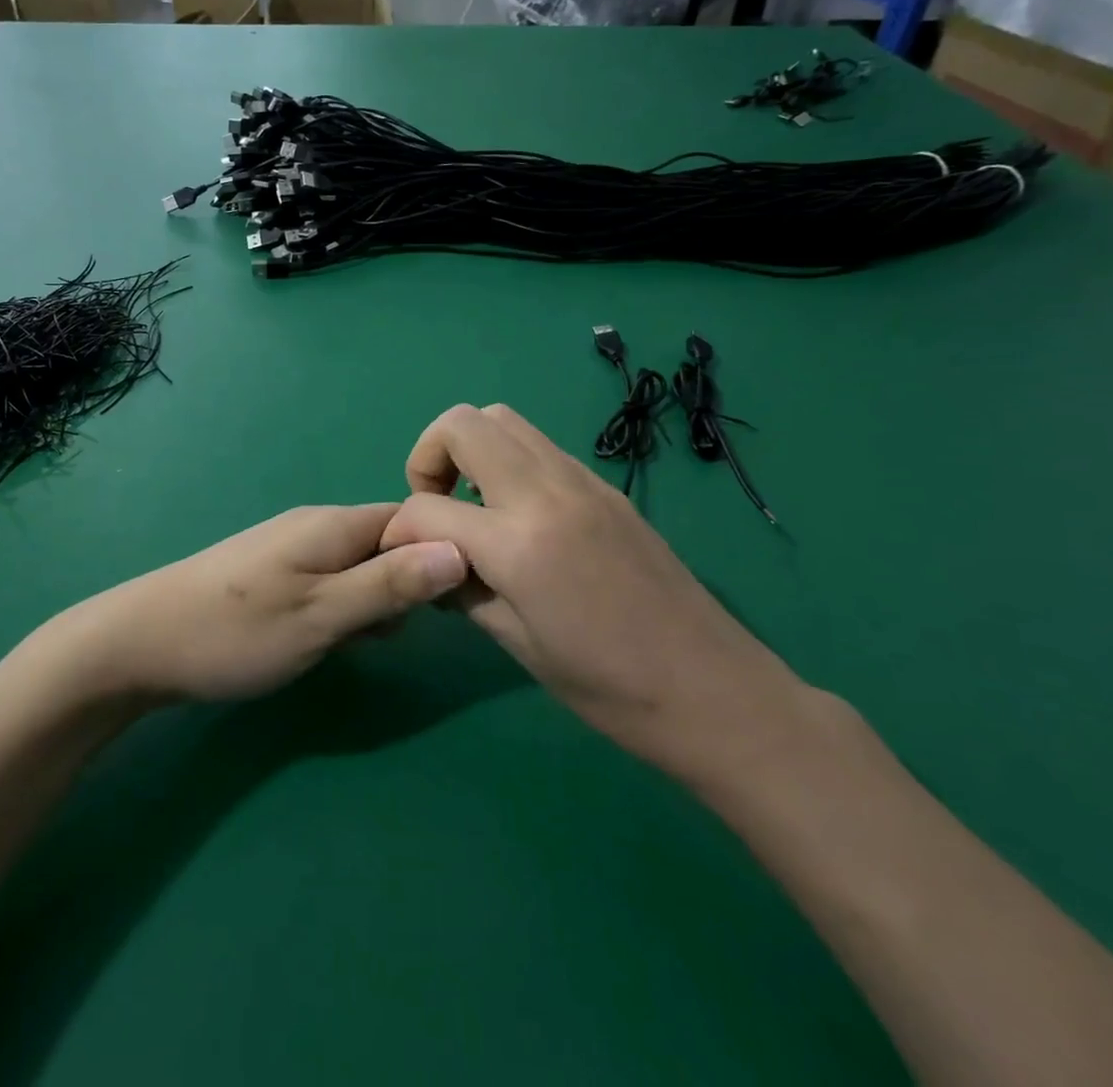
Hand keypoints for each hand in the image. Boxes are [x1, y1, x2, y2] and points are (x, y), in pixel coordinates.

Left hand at [57, 504, 467, 704]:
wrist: (141, 643)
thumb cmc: (237, 632)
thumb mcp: (323, 615)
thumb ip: (390, 584)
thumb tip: (459, 548)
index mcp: (334, 524)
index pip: (411, 519)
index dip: (439, 554)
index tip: (449, 606)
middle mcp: (316, 525)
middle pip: (387, 543)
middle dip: (403, 586)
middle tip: (383, 635)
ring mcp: (291, 547)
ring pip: (359, 566)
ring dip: (371, 602)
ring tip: (350, 643)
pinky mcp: (274, 572)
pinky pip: (330, 580)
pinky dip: (341, 608)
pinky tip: (323, 640)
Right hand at [378, 404, 806, 777]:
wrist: (714, 691)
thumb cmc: (609, 689)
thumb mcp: (517, 645)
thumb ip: (461, 588)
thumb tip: (429, 559)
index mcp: (519, 543)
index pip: (425, 508)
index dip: (398, 531)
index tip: (399, 558)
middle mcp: (547, 492)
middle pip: (461, 424)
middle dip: (428, 457)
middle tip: (435, 509)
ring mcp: (581, 480)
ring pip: (502, 419)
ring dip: (469, 451)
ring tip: (472, 508)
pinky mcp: (604, 486)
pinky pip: (538, 446)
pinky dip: (508, 462)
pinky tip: (517, 517)